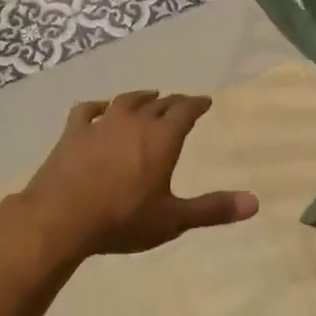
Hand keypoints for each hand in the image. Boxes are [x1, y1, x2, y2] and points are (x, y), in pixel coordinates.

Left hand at [17, 90, 257, 259]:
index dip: (197, 105)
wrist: (61, 218)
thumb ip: (212, 209)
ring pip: (125, 101)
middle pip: (158, 104)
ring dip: (140, 97)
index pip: (185, 111)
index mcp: (162, 138)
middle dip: (172, 102)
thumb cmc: (122, 219)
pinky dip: (97, 107)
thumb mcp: (172, 219)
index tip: (204, 101)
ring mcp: (101, 124)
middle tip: (180, 103)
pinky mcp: (73, 133)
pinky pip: (87, 111)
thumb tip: (254, 203)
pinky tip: (99, 108)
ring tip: (149, 96)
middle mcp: (134, 122)